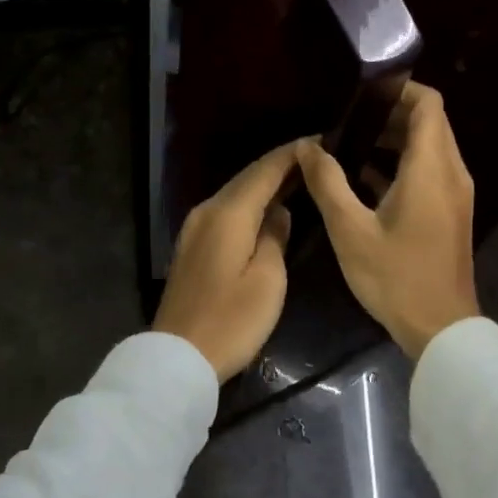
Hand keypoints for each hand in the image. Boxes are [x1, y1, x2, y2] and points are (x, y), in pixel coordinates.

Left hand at [153, 142, 297, 380]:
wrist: (177, 357)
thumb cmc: (230, 321)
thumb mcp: (268, 281)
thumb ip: (276, 237)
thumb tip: (279, 212)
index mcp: (228, 214)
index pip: (264, 170)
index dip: (292, 154)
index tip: (320, 140)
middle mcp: (207, 211)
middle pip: (247, 178)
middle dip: (280, 165)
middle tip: (316, 158)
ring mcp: (195, 228)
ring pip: (236, 194)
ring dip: (265, 184)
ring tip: (299, 178)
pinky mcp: (192, 246)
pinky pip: (227, 212)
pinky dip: (250, 204)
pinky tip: (269, 209)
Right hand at [295, 83, 479, 359]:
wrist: (441, 329)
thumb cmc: (395, 277)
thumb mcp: (351, 230)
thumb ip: (328, 182)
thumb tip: (308, 145)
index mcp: (431, 168)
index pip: (428, 104)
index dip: (399, 89)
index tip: (363, 91)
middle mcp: (451, 172)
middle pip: (430, 122)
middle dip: (391, 113)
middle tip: (348, 118)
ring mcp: (455, 193)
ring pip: (430, 147)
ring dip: (395, 139)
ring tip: (350, 143)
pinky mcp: (451, 212)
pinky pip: (429, 171)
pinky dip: (402, 164)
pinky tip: (363, 179)